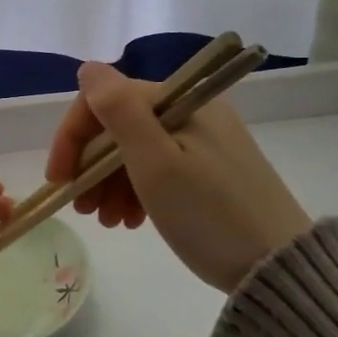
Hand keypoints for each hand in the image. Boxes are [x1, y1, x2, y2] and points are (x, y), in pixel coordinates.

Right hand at [46, 62, 311, 291]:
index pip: (105, 101)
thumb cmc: (209, 215)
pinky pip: (161, 168)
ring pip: (138, 150)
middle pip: (121, 126)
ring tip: (107, 222)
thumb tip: (89, 67)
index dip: (73, 136)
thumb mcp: (156, 164)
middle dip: (91, 166)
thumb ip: (119, 111)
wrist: (278, 269)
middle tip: (83, 209)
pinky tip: (131, 220)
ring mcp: (205, 141)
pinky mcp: (213, 169)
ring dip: (110, 183)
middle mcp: (193, 111)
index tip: (59, 180)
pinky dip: (137, 191)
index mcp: (180, 102)